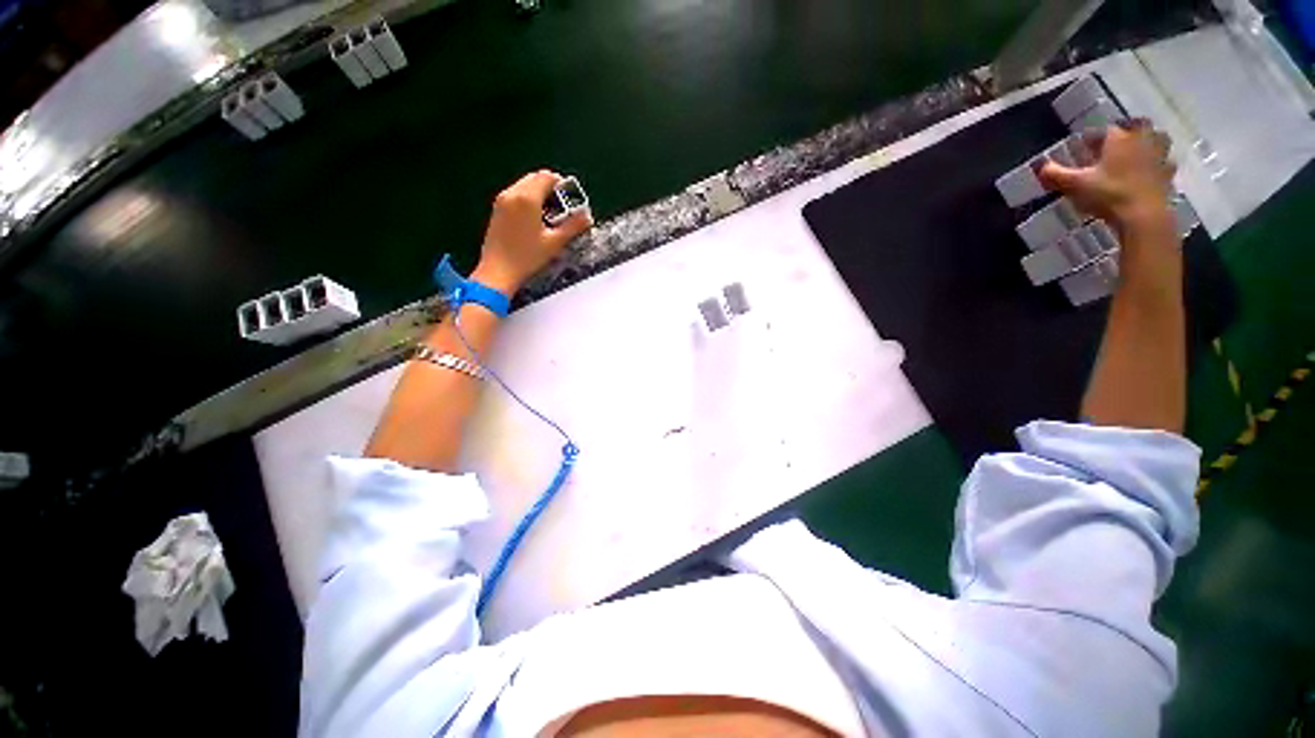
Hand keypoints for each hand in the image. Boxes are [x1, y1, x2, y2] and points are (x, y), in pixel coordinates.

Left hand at [472, 170, 592, 295]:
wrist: (498, 271)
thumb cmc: (527, 257)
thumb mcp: (554, 242)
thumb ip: (573, 227)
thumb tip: (588, 217)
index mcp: (527, 198)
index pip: (546, 177)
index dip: (561, 183)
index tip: (570, 198)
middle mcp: (512, 193)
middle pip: (534, 178)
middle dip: (550, 188)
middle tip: (562, 207)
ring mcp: (502, 201)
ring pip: (524, 185)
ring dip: (539, 194)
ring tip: (550, 215)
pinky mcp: (497, 210)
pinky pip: (515, 194)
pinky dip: (527, 199)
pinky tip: (535, 219)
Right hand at [1038, 120, 1175, 232]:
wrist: (1143, 215)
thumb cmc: (1109, 194)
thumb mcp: (1075, 185)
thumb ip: (1056, 175)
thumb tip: (1040, 167)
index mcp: (1119, 138)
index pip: (1104, 130)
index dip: (1092, 139)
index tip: (1083, 148)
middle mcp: (1141, 139)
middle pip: (1136, 126)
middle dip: (1127, 133)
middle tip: (1115, 146)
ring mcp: (1159, 155)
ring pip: (1157, 140)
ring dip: (1148, 144)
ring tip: (1136, 155)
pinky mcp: (1169, 173)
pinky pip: (1164, 163)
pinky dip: (1158, 165)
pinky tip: (1149, 175)